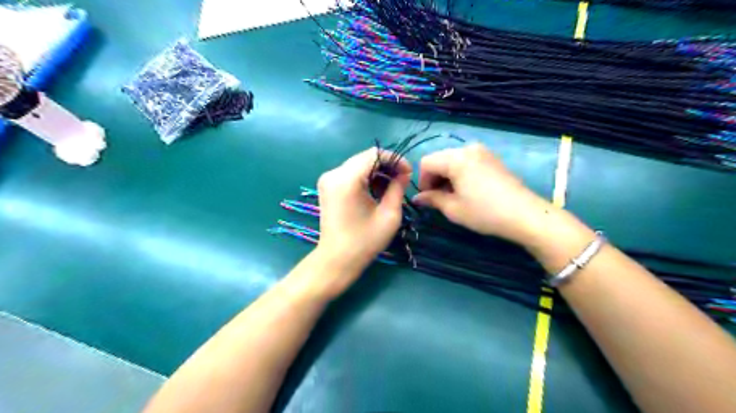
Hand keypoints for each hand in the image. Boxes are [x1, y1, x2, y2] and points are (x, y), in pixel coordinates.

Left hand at [315, 148, 411, 277]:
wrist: (337, 260)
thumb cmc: (365, 241)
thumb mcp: (389, 215)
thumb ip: (398, 188)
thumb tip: (403, 173)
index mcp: (347, 179)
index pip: (374, 154)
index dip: (395, 159)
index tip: (408, 173)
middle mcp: (333, 174)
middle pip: (365, 158)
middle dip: (386, 166)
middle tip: (402, 181)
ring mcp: (328, 179)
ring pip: (358, 164)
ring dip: (376, 172)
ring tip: (390, 189)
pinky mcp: (327, 186)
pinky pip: (350, 173)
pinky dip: (365, 178)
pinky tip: (375, 192)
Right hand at [414, 143, 551, 245]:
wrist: (524, 215)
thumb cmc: (484, 212)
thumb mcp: (453, 208)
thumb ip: (432, 199)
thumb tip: (417, 198)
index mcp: (456, 158)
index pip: (427, 163)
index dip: (423, 181)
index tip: (428, 199)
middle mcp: (468, 148)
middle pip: (439, 159)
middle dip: (435, 178)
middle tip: (439, 198)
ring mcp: (482, 151)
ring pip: (453, 160)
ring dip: (447, 176)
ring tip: (454, 195)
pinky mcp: (492, 158)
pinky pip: (467, 161)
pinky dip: (460, 173)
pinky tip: (467, 189)